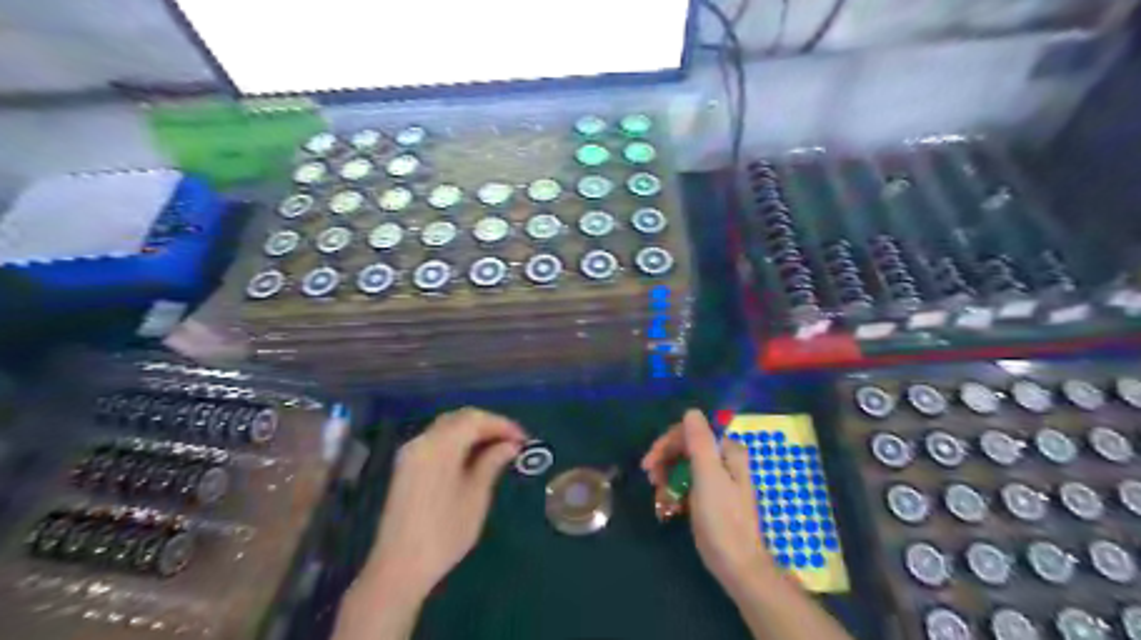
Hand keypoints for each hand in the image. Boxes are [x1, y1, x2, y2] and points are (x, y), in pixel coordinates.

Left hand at [363, 411, 527, 599]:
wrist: (398, 568)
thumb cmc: (444, 534)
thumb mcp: (475, 497)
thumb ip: (491, 463)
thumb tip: (510, 445)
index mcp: (438, 446)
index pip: (475, 420)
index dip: (502, 424)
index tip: (524, 439)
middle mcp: (421, 441)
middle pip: (459, 418)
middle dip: (488, 424)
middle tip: (513, 441)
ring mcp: (410, 453)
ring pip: (447, 427)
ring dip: (474, 431)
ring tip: (498, 448)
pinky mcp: (406, 466)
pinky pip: (437, 440)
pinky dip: (458, 441)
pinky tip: (474, 456)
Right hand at [641, 409, 776, 593]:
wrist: (737, 565)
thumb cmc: (722, 519)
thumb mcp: (708, 476)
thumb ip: (699, 441)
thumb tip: (691, 411)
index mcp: (727, 451)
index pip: (691, 432)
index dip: (667, 443)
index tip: (649, 462)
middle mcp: (724, 460)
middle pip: (686, 448)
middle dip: (665, 462)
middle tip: (650, 479)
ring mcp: (717, 480)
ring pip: (683, 467)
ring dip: (667, 479)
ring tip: (660, 497)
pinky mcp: (710, 497)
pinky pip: (686, 484)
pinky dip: (675, 492)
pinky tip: (669, 506)